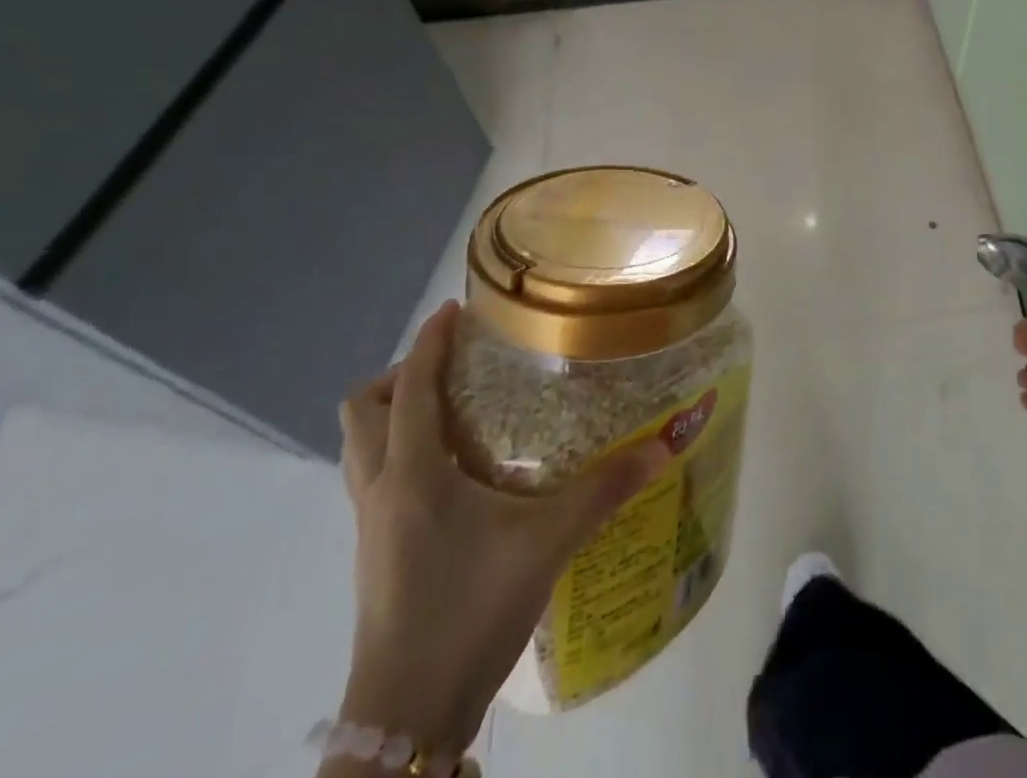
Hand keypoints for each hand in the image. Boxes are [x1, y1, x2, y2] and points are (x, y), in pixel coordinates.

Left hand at [333, 301, 668, 755]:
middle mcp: (380, 490)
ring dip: (395, 414)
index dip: (429, 342)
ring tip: (452, 409)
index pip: (411, 388)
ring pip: (361, 446)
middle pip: (363, 410)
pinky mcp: (373, 553)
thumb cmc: (470, 611)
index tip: (455, 310)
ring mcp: (369, 525)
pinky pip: (374, 477)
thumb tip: (665, 445)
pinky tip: (453, 471)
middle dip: (402, 375)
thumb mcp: (548, 543)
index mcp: (412, 473)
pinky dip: (401, 452)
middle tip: (455, 368)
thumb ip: (606, 489)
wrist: (408, 716)